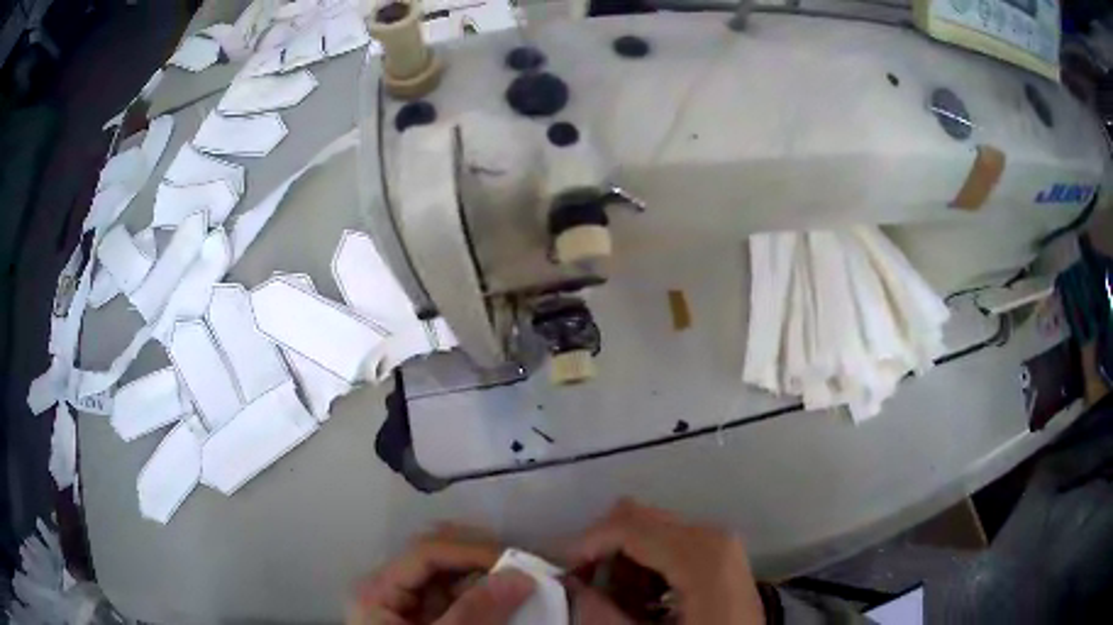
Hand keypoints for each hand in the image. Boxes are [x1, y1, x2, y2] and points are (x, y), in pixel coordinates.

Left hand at [347, 525, 534, 624]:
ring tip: (521, 584)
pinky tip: (507, 601)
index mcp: (378, 590)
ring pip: (449, 573)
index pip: (427, 551)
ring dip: (486, 575)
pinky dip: (483, 594)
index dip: (472, 551)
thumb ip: (476, 612)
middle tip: (522, 569)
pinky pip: (456, 595)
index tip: (517, 563)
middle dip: (481, 558)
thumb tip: (520, 575)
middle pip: (436, 555)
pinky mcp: (425, 616)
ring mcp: (407, 602)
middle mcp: (390, 587)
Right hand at [568, 499, 765, 624]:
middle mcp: (710, 534)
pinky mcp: (720, 551)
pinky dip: (645, 564)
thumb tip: (570, 587)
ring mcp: (718, 540)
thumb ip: (604, 614)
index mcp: (699, 553)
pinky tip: (644, 598)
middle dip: (601, 549)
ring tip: (618, 600)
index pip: (628, 526)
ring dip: (622, 560)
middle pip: (637, 517)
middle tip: (583, 586)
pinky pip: (669, 542)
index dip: (584, 543)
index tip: (558, 569)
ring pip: (650, 529)